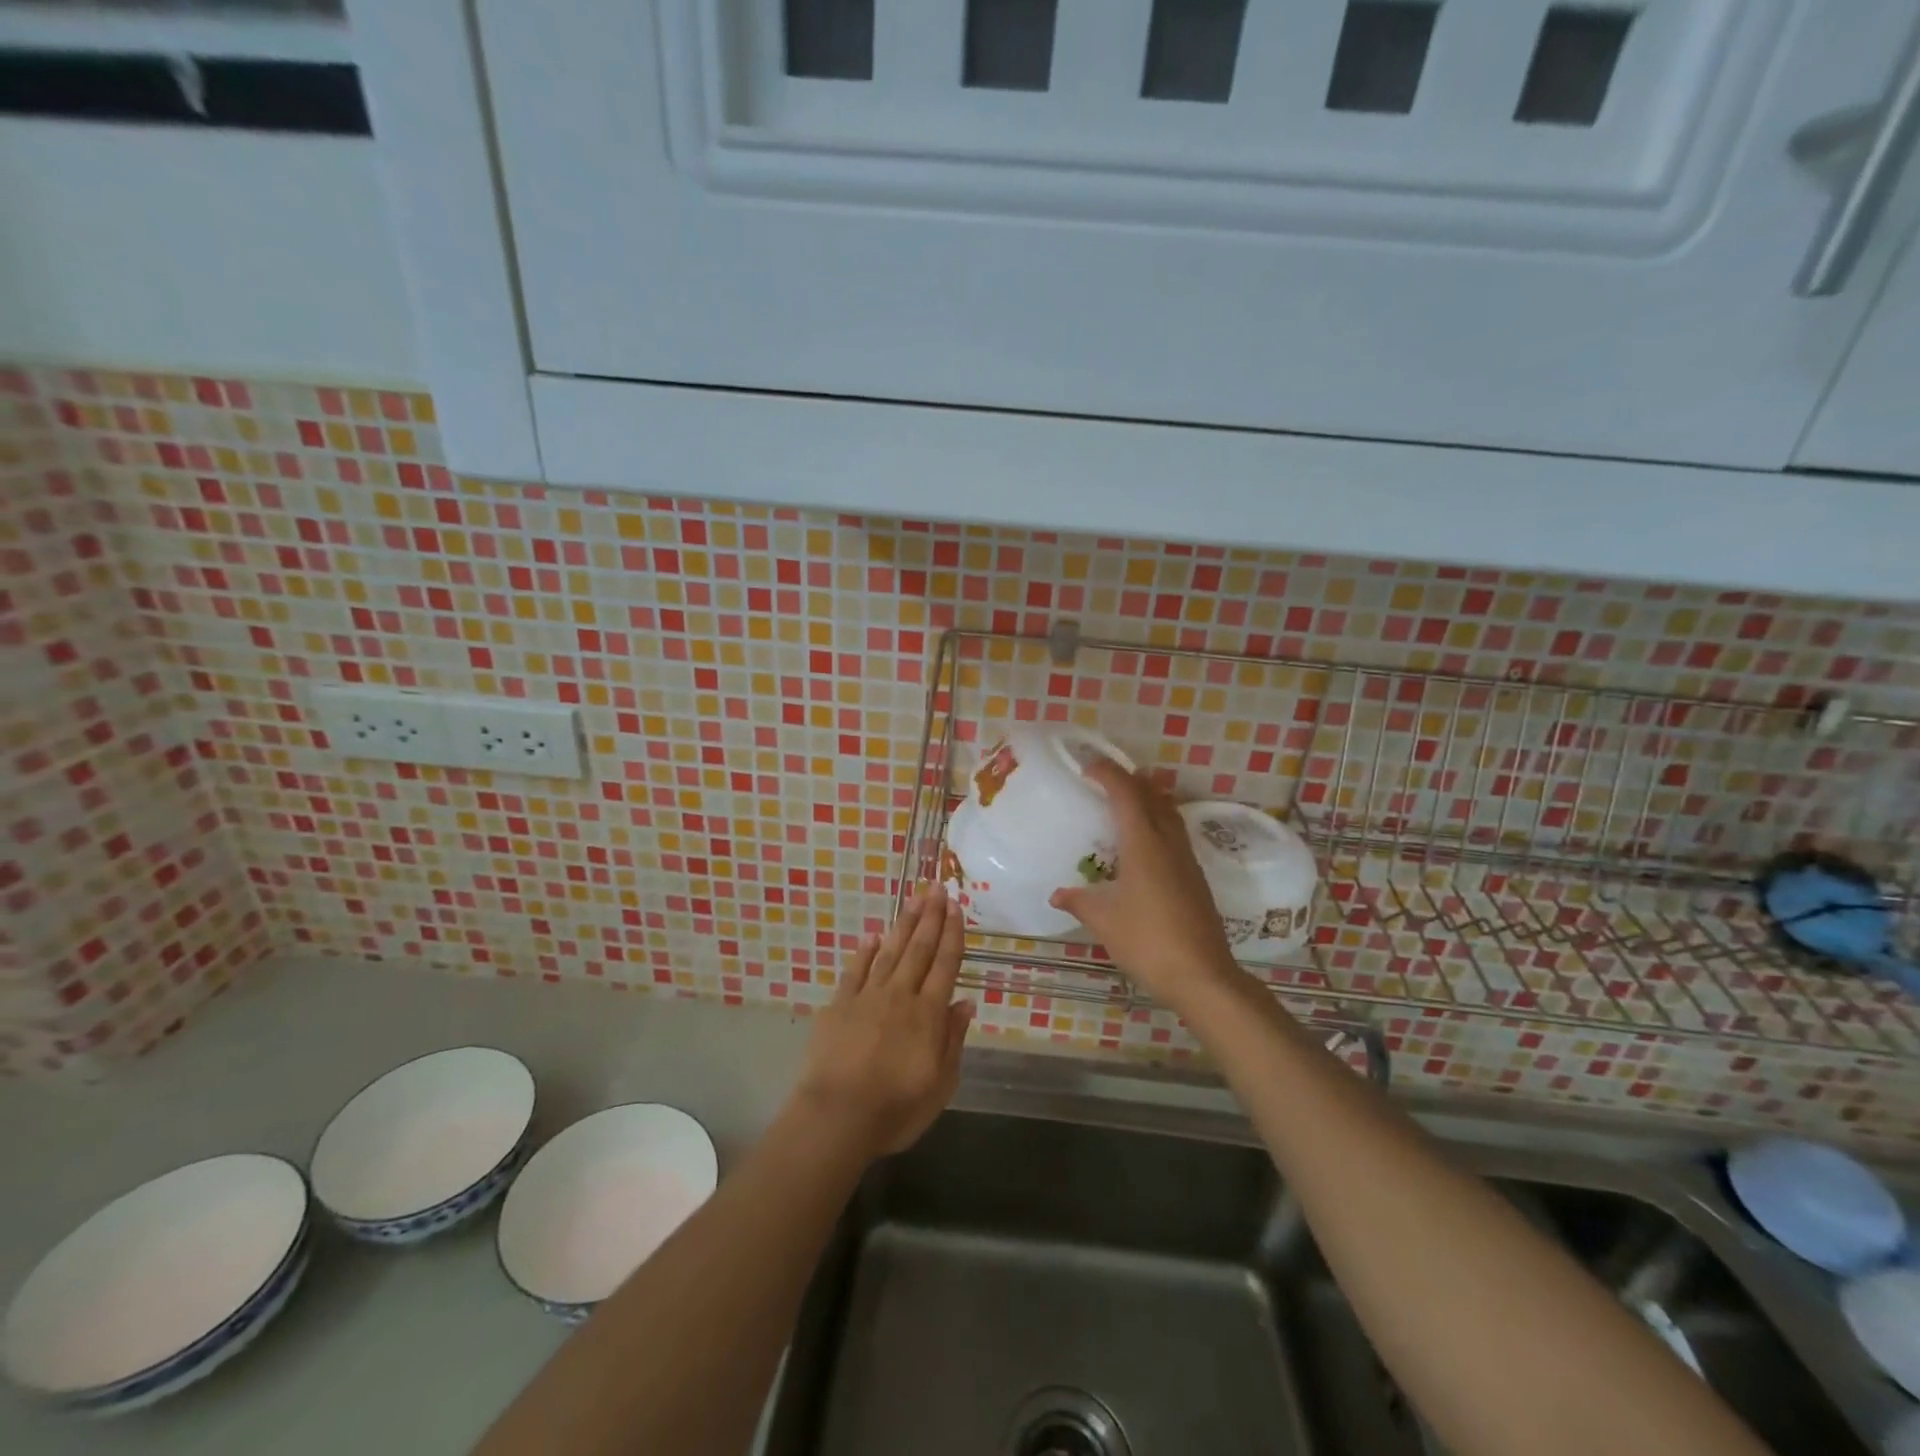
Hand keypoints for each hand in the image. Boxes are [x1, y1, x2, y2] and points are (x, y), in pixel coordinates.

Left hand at [788, 885, 974, 1161]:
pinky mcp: (839, 1005)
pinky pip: (856, 971)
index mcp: (928, 1014)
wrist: (837, 1116)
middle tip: (937, 888)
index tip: (956, 907)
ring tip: (914, 899)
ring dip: (904, 924)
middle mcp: (900, 996)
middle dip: (931, 917)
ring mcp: (867, 997)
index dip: (952, 934)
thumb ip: (953, 1040)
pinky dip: (865, 952)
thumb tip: (965, 1002)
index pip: (945, 965)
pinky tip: (872, 936)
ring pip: (890, 952)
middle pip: (919, 949)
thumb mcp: (940, 1085)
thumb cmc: (895, 1109)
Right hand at [1049, 760, 1244, 1012]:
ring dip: (1149, 799)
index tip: (1088, 766)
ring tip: (1127, 801)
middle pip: (1153, 797)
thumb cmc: (1147, 941)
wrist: (1202, 975)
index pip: (1126, 794)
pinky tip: (1145, 844)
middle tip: (1106, 778)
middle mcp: (1168, 843)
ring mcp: (1187, 860)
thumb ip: (1079, 901)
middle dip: (1131, 781)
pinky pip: (1175, 835)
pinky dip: (1158, 823)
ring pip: (1169, 814)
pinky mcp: (1196, 878)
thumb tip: (1057, 894)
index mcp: (1144, 844)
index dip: (1108, 774)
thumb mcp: (1104, 921)